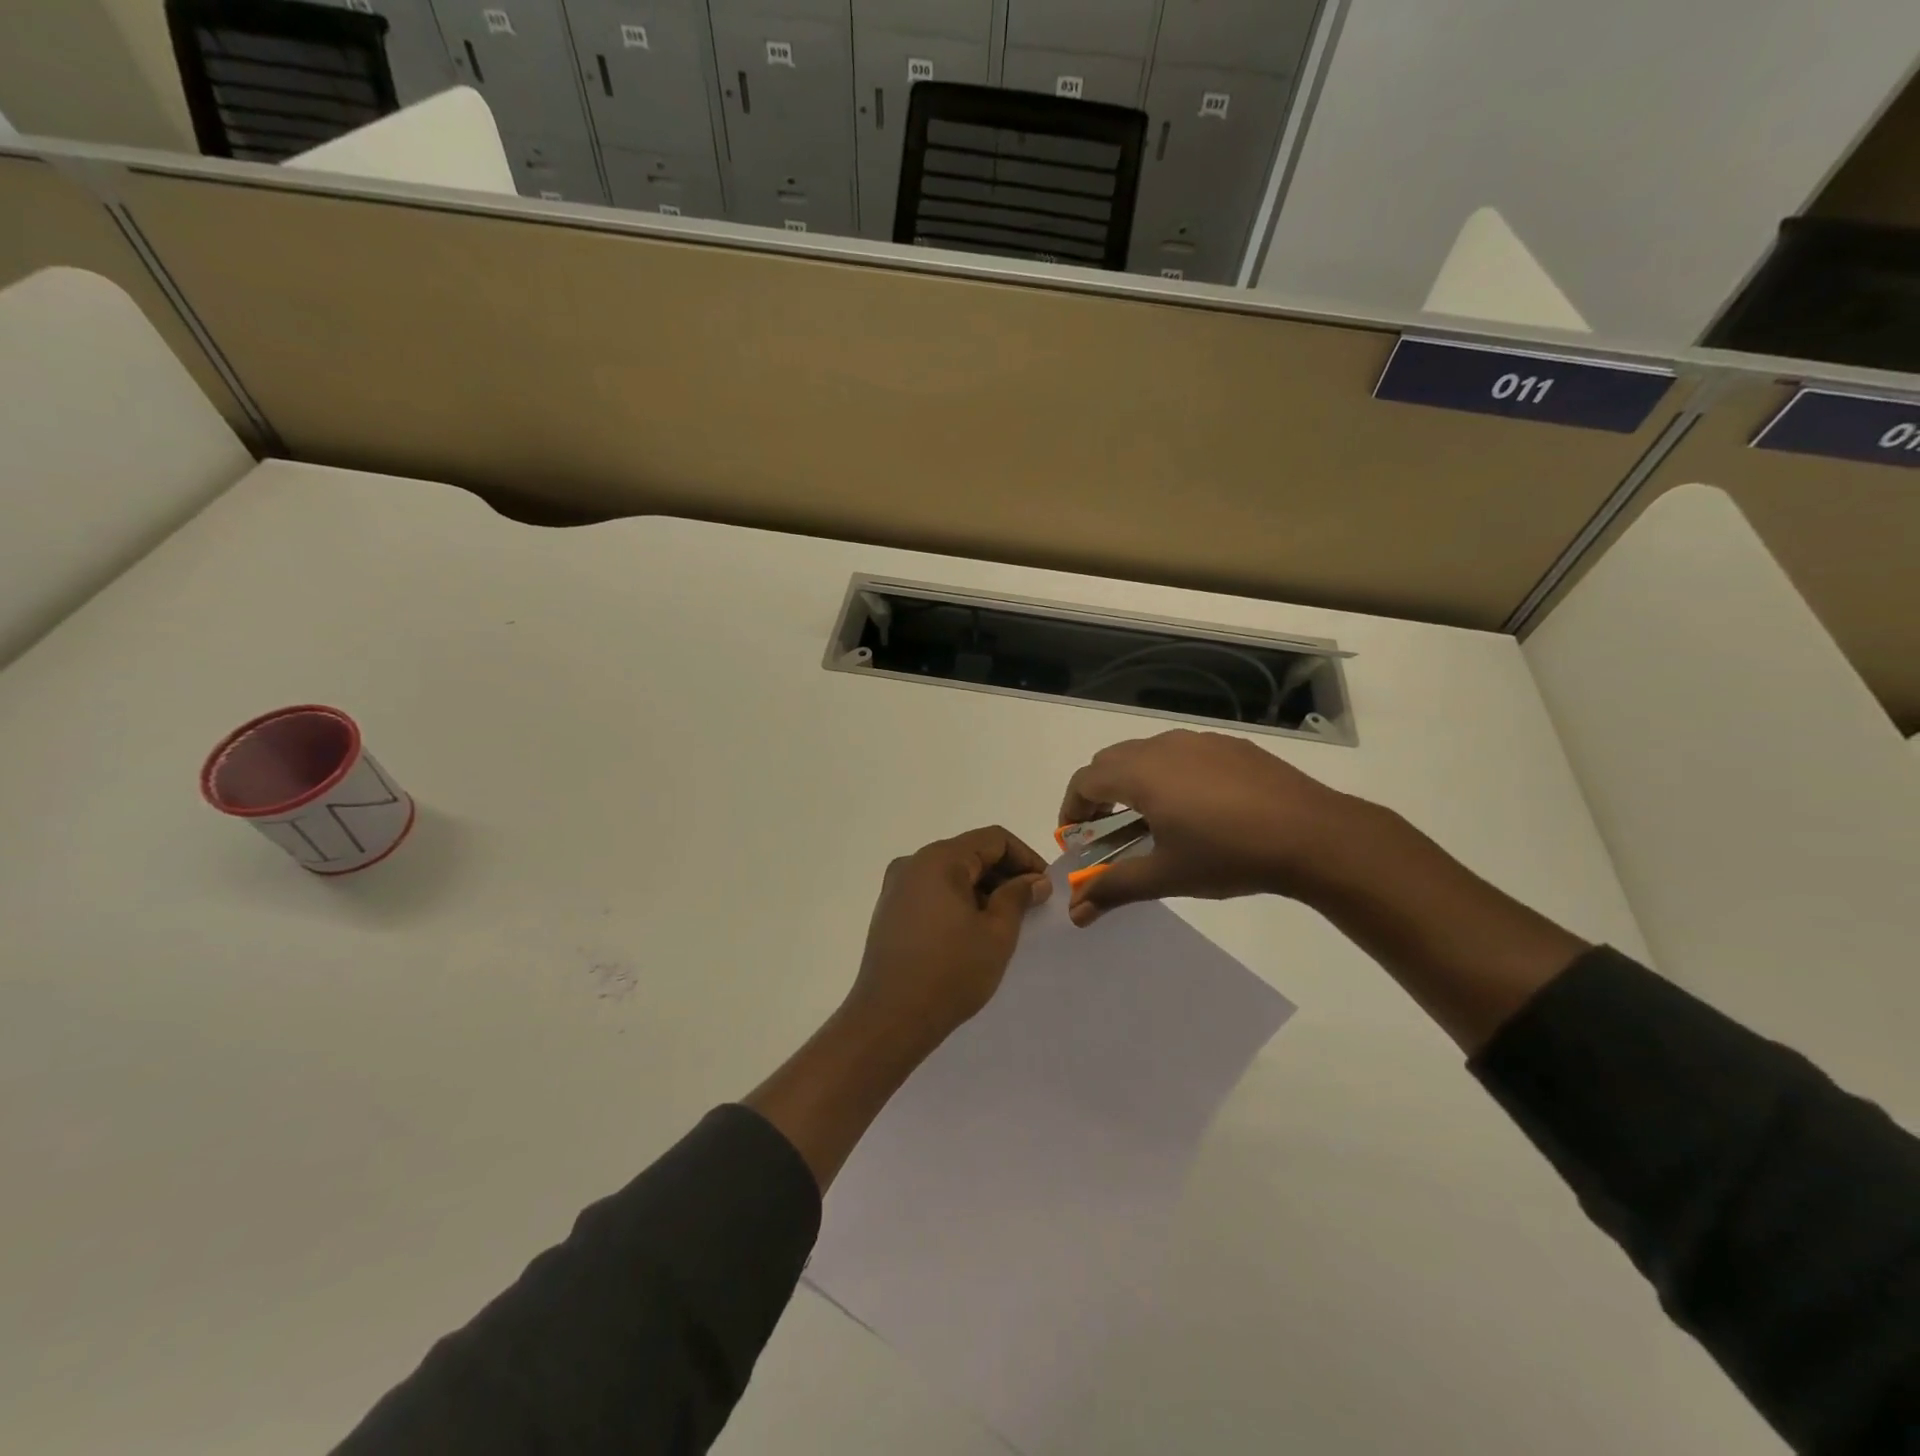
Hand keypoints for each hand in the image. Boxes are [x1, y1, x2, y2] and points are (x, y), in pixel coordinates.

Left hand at [843, 826, 1051, 1052]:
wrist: (890, 1019)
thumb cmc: (950, 972)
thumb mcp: (997, 933)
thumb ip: (1017, 897)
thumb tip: (1034, 880)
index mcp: (939, 859)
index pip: (993, 839)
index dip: (1025, 857)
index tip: (1045, 887)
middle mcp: (913, 863)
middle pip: (970, 853)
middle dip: (1004, 874)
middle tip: (1031, 906)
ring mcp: (897, 887)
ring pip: (951, 873)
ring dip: (982, 889)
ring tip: (1005, 922)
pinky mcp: (890, 910)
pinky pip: (933, 891)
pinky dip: (958, 901)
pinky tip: (973, 931)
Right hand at [1058, 729, 1350, 924]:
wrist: (1313, 835)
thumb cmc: (1228, 855)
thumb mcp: (1166, 876)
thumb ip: (1114, 888)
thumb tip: (1075, 913)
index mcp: (1140, 773)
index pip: (1085, 781)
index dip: (1071, 809)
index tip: (1074, 838)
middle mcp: (1163, 746)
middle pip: (1111, 761)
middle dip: (1099, 794)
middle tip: (1107, 832)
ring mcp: (1200, 741)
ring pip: (1147, 753)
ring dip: (1134, 782)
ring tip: (1152, 820)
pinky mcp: (1231, 746)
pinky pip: (1183, 753)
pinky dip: (1170, 774)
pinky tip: (1198, 808)